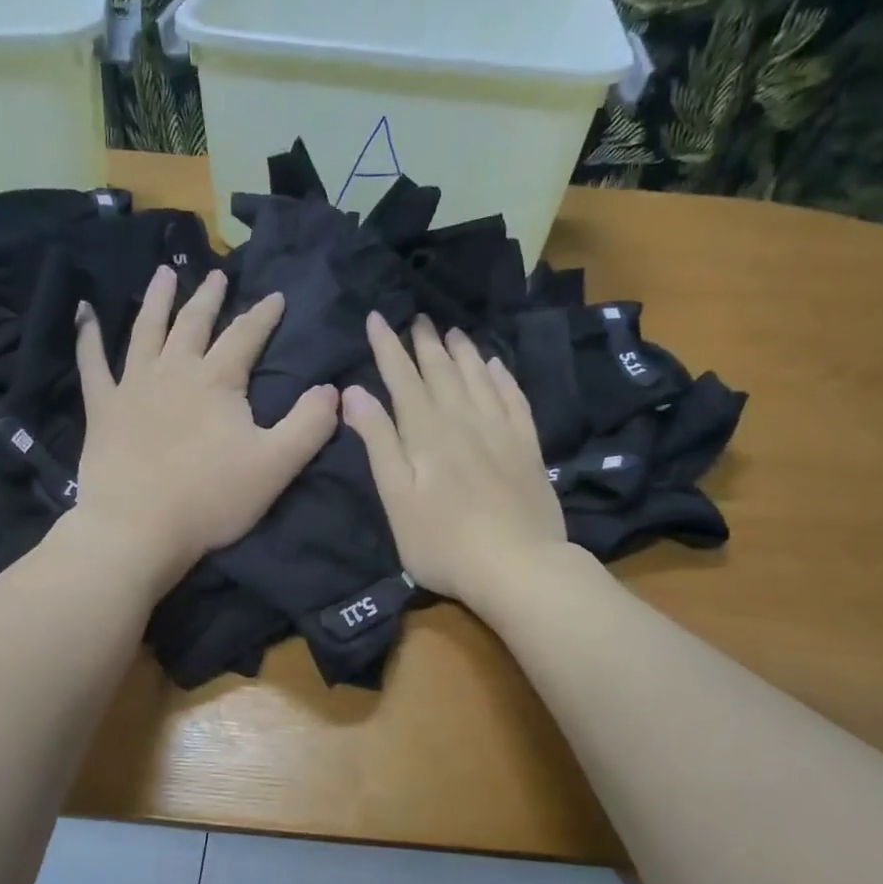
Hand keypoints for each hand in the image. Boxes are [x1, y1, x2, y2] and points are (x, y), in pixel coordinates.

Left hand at [72, 265, 337, 591]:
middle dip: (208, 297)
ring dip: (156, 300)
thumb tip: (333, 389)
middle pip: (194, 323)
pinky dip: (87, 335)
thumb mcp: (276, 465)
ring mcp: (133, 385)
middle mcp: (174, 370)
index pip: (246, 335)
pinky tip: (84, 312)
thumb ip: (310, 424)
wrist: (139, 528)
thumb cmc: (211, 499)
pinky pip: (91, 362)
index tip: (276, 296)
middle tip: (216, 274)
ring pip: (147, 330)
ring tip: (162, 274)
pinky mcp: (102, 408)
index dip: (263, 314)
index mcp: (218, 381)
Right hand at [342, 313, 568, 606]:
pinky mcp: (528, 449)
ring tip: (453, 331)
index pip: (402, 380)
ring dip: (463, 353)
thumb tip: (354, 392)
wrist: (517, 566)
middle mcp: (464, 421)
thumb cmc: (442, 542)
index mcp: (426, 434)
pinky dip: (503, 378)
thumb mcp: (396, 498)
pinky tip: (497, 366)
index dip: (388, 348)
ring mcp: (501, 432)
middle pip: (442, 373)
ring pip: (479, 379)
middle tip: (417, 317)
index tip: (376, 318)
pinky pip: (514, 399)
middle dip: (425, 344)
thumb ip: (378, 442)